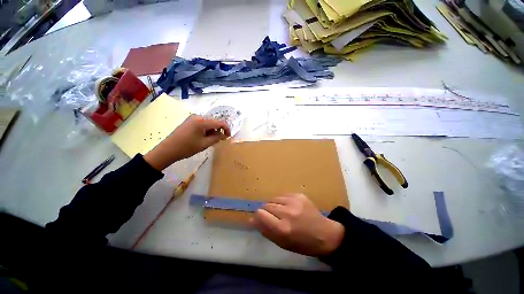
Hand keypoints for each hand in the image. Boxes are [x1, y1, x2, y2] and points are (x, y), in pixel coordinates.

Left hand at [144, 115, 230, 169]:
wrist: (167, 150)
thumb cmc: (187, 147)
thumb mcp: (205, 144)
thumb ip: (217, 138)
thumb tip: (224, 134)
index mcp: (202, 121)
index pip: (220, 122)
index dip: (227, 129)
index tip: (228, 137)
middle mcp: (198, 117)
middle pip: (214, 122)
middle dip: (218, 130)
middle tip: (219, 140)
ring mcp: (192, 118)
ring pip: (208, 123)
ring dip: (212, 131)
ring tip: (209, 141)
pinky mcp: (189, 122)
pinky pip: (202, 124)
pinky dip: (206, 130)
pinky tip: (203, 138)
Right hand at [250, 193, 344, 256]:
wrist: (325, 234)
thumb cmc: (302, 243)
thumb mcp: (282, 243)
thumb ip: (265, 230)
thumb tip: (251, 220)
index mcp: (282, 228)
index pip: (260, 213)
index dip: (259, 216)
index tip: (262, 219)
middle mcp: (287, 212)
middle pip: (266, 205)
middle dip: (267, 211)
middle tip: (274, 217)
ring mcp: (294, 201)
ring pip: (273, 198)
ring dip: (274, 205)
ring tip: (282, 212)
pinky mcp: (299, 195)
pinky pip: (282, 195)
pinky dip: (282, 201)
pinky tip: (289, 207)